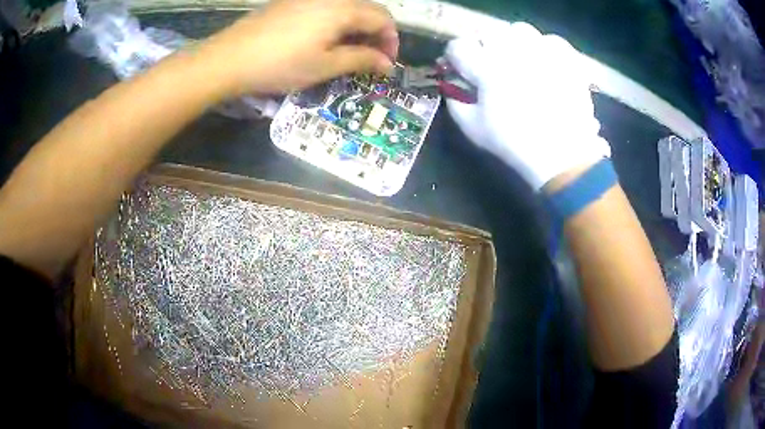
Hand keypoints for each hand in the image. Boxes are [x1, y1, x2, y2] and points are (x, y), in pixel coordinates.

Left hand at [200, 0, 397, 95]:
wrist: (230, 58)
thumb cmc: (280, 64)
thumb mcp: (324, 66)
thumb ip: (361, 60)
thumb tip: (388, 64)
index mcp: (343, 8)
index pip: (383, 19)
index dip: (391, 41)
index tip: (386, 64)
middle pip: (368, 8)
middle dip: (376, 33)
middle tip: (370, 58)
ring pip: (347, 7)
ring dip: (357, 27)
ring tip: (348, 52)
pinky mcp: (292, 1)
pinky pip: (327, 7)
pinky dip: (337, 22)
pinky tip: (326, 39)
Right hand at [445, 22, 610, 189]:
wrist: (563, 154)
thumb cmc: (514, 143)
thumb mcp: (473, 128)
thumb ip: (455, 100)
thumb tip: (452, 83)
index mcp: (487, 69)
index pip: (459, 46)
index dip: (456, 56)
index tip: (460, 67)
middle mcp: (514, 52)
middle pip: (488, 31)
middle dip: (483, 45)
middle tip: (489, 62)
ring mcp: (543, 53)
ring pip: (519, 30)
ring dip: (513, 41)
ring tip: (518, 59)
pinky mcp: (565, 59)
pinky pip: (550, 40)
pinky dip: (544, 47)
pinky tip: (543, 62)